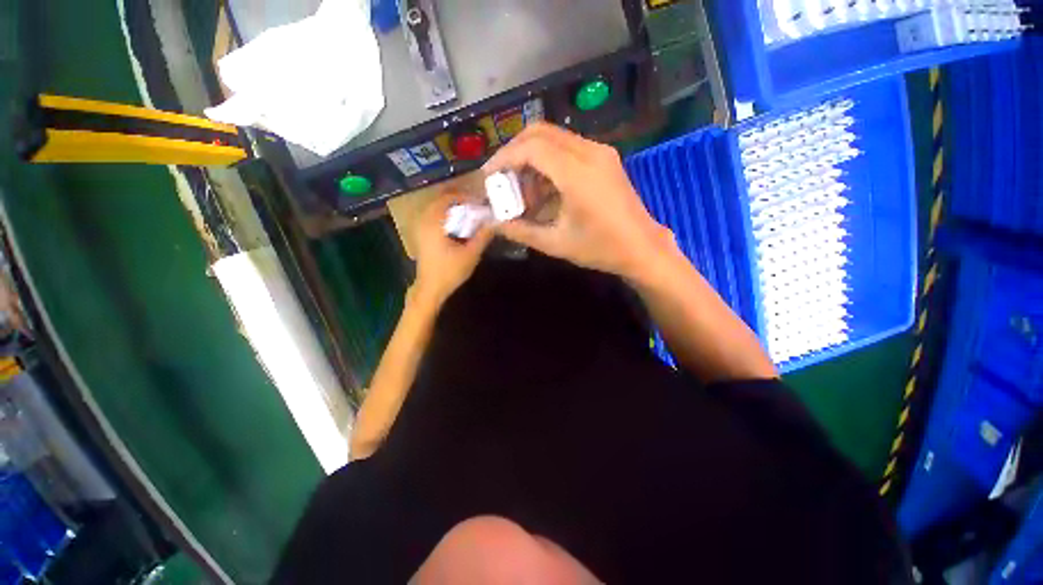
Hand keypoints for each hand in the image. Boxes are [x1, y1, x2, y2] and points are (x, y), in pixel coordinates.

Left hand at [412, 193, 493, 304]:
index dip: (464, 197)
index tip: (478, 201)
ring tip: (468, 213)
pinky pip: (432, 217)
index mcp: (434, 224)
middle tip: (475, 205)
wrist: (431, 289)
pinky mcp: (421, 236)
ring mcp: (420, 229)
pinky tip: (456, 224)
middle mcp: (424, 222)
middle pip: (440, 201)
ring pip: (435, 209)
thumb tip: (494, 222)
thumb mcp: (471, 254)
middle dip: (458, 201)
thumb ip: (483, 236)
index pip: (447, 199)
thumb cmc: (450, 272)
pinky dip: (445, 216)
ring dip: (451, 208)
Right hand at [484, 123, 673, 279]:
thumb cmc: (600, 248)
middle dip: (514, 152)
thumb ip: (520, 230)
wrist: (642, 248)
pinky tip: (544, 188)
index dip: (505, 158)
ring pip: (554, 138)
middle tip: (502, 178)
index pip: (531, 148)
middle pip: (540, 133)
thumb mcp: (555, 243)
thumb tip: (492, 223)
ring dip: (532, 157)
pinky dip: (549, 161)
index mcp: (577, 174)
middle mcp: (590, 152)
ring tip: (523, 190)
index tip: (489, 177)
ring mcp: (600, 152)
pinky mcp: (604, 157)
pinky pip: (568, 148)